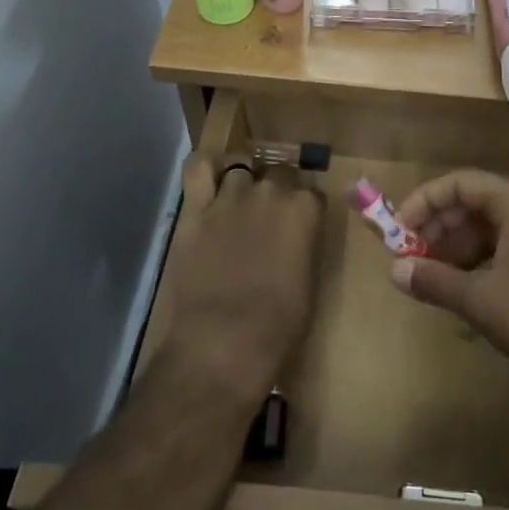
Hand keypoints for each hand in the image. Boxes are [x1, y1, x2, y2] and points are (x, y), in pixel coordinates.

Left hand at [158, 158, 323, 405]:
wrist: (223, 342)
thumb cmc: (278, 324)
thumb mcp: (308, 280)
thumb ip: (303, 244)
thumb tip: (295, 235)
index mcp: (305, 210)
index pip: (312, 193)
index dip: (305, 210)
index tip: (300, 226)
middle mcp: (271, 191)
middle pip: (279, 173)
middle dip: (278, 190)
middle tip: (269, 218)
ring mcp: (231, 196)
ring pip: (241, 167)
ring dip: (244, 181)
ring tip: (239, 202)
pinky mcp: (196, 208)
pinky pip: (198, 168)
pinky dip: (205, 168)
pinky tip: (209, 180)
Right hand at [389, 170, 508, 395]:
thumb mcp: (481, 301)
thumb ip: (435, 280)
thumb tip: (395, 271)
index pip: (460, 183)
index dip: (424, 203)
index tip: (398, 231)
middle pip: (477, 201)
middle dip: (441, 228)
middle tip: (414, 258)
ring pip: (496, 224)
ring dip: (463, 247)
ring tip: (439, 279)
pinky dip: (488, 258)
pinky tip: (474, 291)